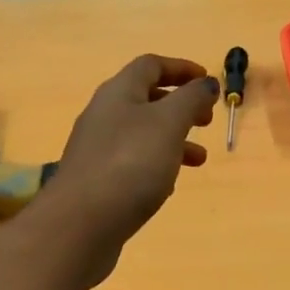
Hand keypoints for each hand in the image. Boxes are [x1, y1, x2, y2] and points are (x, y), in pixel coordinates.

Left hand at [43, 55, 217, 283]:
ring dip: (173, 140)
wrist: (81, 223)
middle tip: (206, 121)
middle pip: (145, 100)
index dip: (181, 68)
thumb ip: (191, 99)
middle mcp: (103, 116)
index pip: (150, 66)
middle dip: (180, 107)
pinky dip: (155, 166)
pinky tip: (168, 187)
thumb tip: (206, 83)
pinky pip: (131, 164)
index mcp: (118, 93)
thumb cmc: (130, 164)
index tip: (208, 82)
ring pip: (141, 135)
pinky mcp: (96, 182)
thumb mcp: (168, 124)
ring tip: (199, 160)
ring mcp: (96, 150)